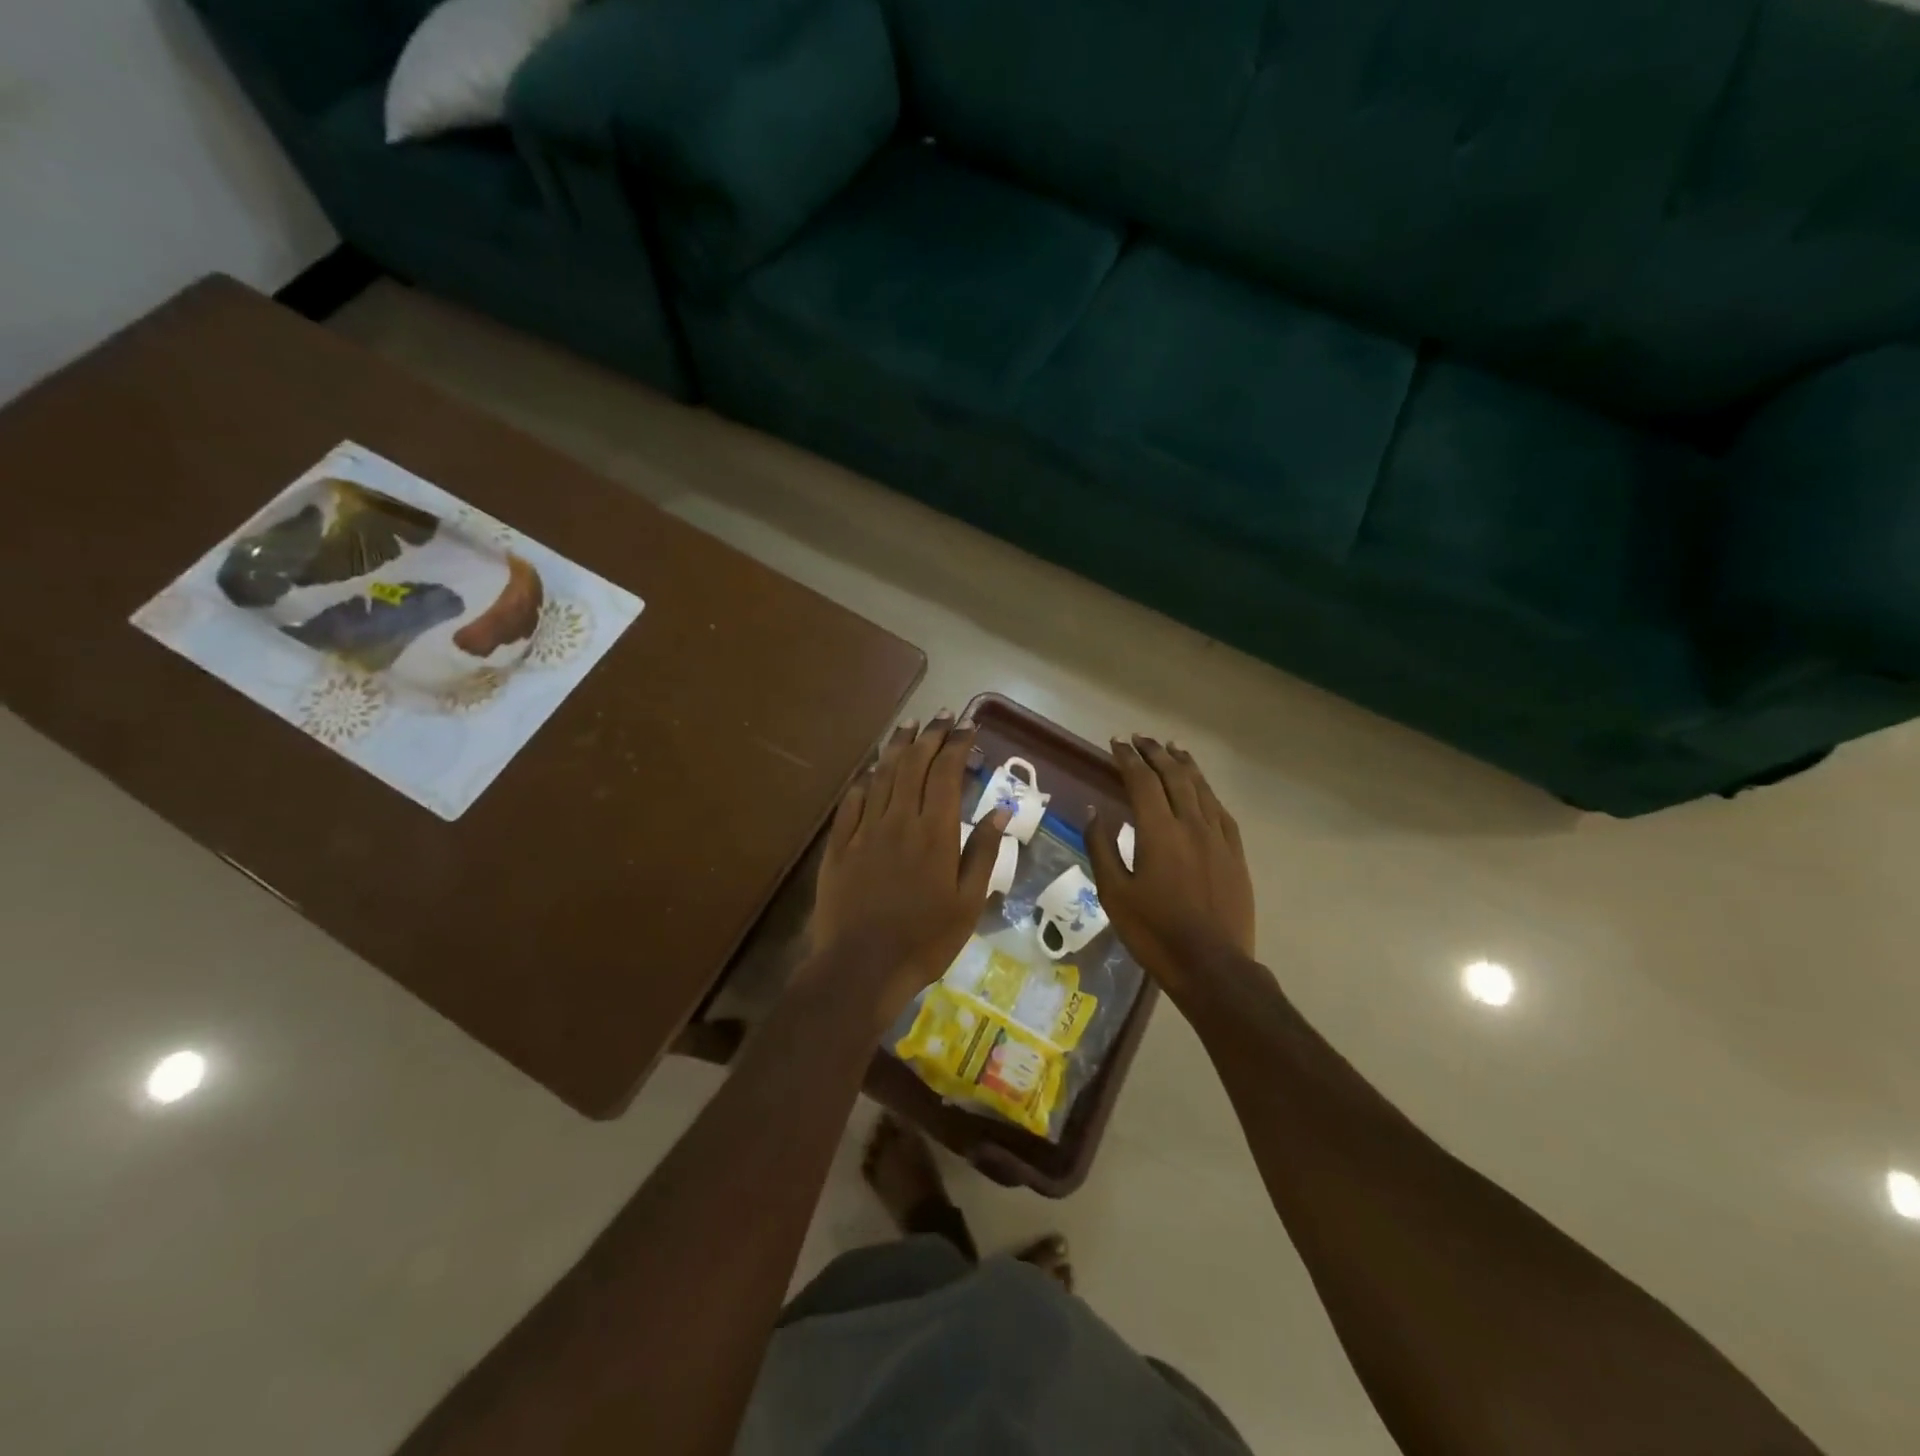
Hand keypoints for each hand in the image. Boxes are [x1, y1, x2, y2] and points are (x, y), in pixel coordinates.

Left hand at [804, 713, 1008, 1023]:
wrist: (860, 968)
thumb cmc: (924, 940)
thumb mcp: (968, 903)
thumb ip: (983, 853)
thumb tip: (1001, 812)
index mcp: (934, 833)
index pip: (945, 774)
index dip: (956, 745)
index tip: (967, 726)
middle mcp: (898, 821)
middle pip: (912, 766)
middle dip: (928, 736)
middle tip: (941, 716)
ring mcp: (864, 832)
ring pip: (880, 776)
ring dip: (896, 748)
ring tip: (908, 726)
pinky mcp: (838, 847)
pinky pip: (850, 803)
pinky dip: (863, 781)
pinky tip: (870, 771)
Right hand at [1086, 736, 1255, 996]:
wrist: (1212, 965)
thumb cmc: (1154, 931)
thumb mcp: (1114, 893)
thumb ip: (1102, 847)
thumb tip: (1095, 811)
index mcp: (1158, 831)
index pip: (1142, 781)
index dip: (1127, 759)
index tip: (1116, 743)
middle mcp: (1191, 824)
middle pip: (1174, 776)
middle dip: (1155, 753)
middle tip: (1140, 738)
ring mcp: (1218, 838)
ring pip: (1201, 788)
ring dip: (1184, 764)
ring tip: (1172, 748)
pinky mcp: (1235, 854)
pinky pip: (1221, 811)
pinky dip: (1207, 791)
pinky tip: (1202, 788)